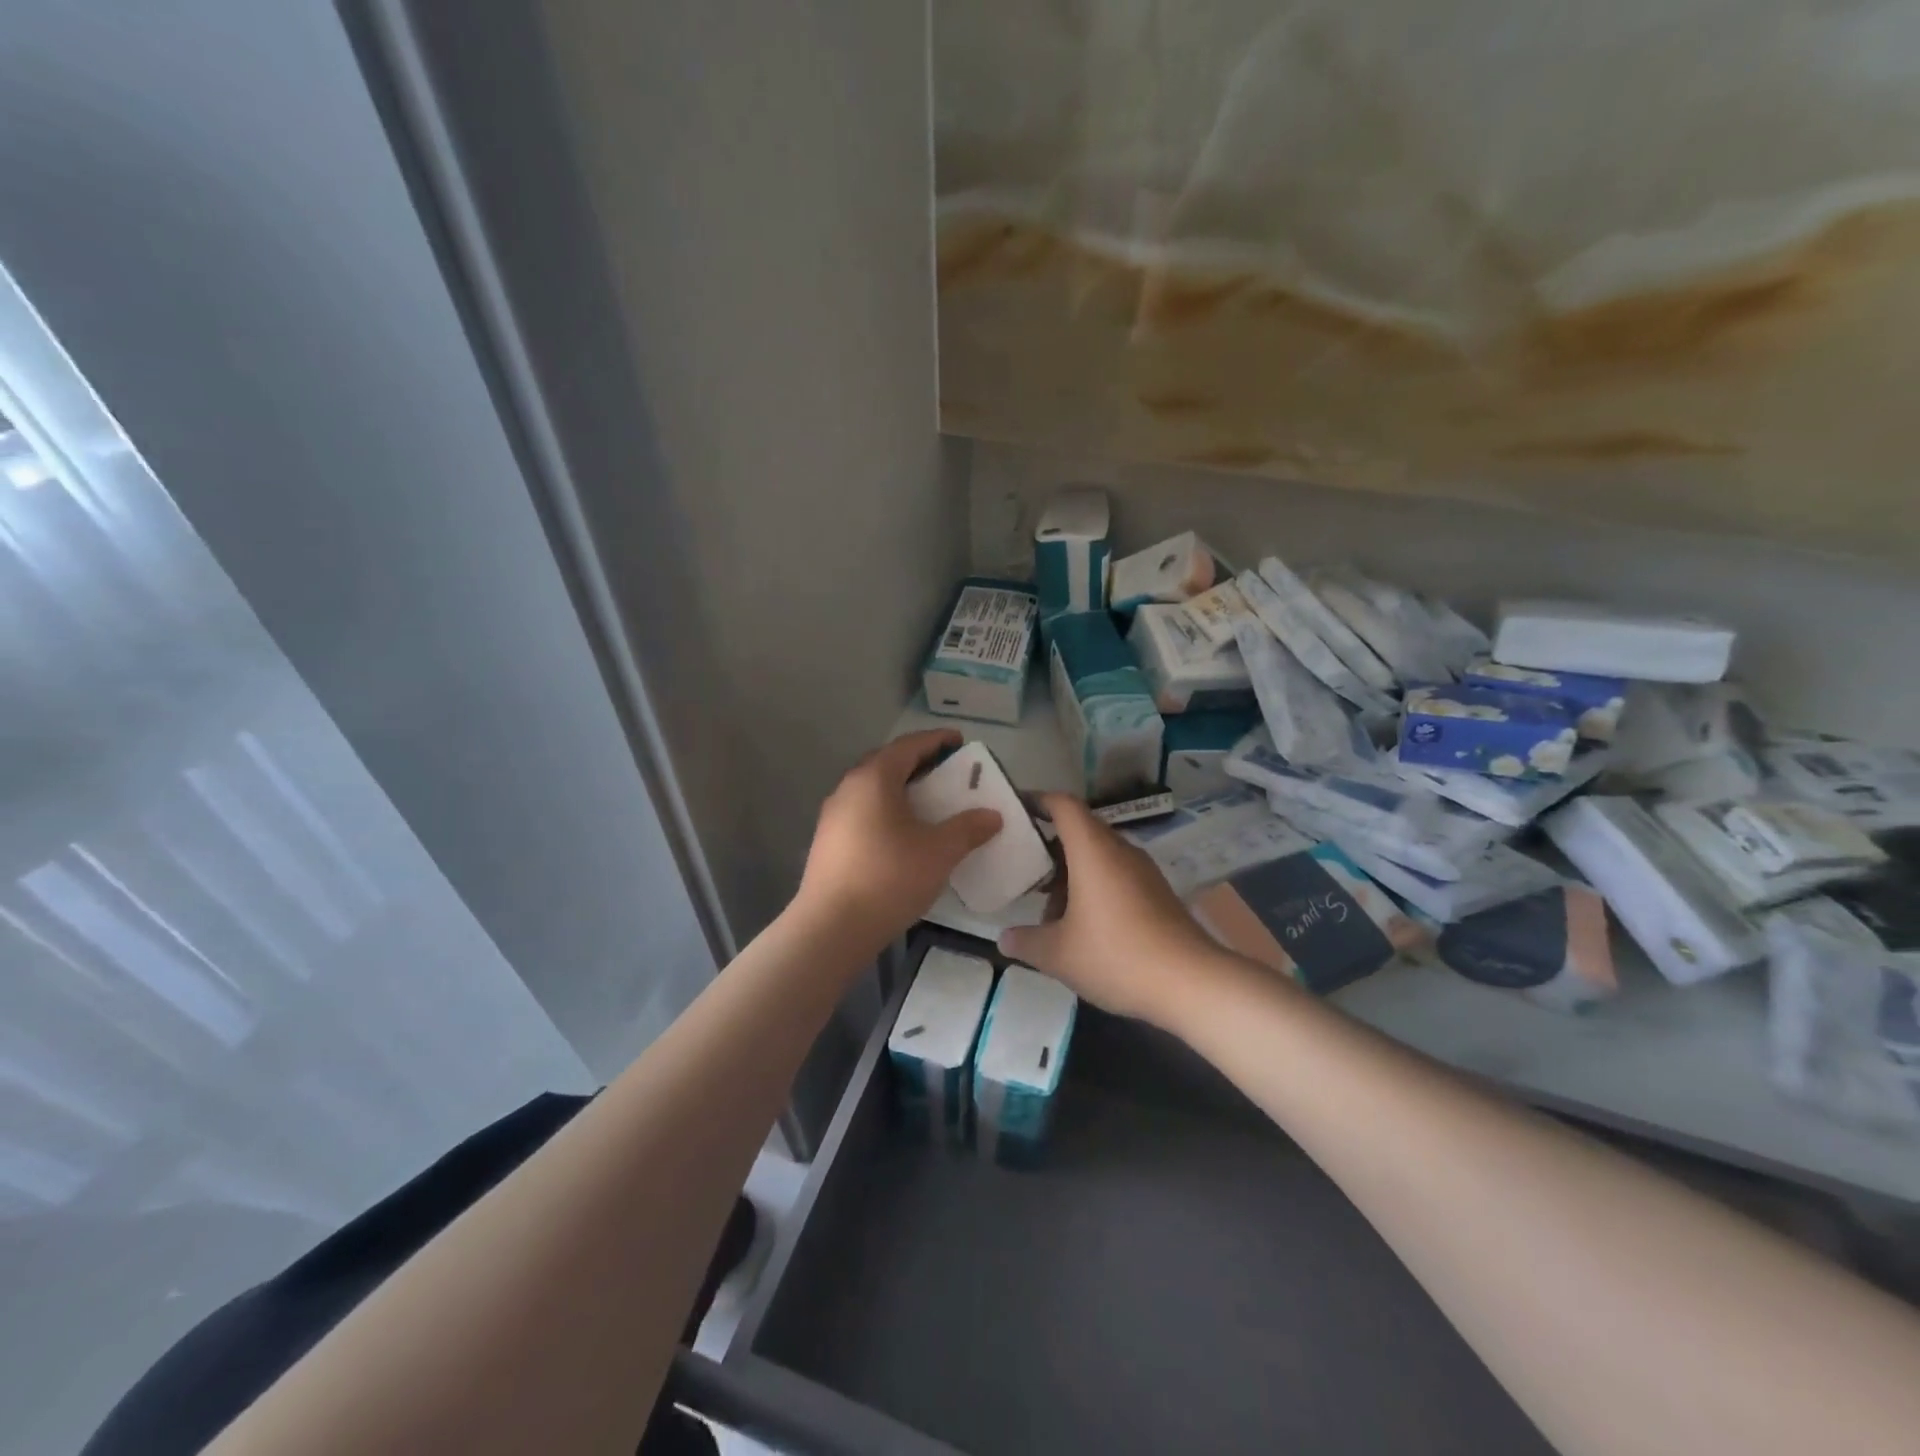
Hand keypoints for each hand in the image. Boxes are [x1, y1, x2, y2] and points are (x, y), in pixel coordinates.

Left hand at [797, 730, 1002, 947]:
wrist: (832, 927)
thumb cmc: (889, 878)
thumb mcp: (939, 852)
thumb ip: (968, 828)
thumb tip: (992, 815)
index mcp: (875, 778)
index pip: (909, 745)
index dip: (937, 740)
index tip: (960, 741)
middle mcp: (849, 787)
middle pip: (887, 763)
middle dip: (918, 763)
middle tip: (946, 773)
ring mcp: (833, 815)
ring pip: (873, 789)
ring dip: (901, 789)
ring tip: (928, 804)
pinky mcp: (828, 841)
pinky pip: (863, 811)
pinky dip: (887, 811)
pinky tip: (903, 834)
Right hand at [998, 794, 1226, 1027]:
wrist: (1192, 983)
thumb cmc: (1117, 956)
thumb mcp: (1059, 954)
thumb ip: (1026, 942)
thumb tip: (1004, 938)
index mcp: (1093, 850)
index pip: (1063, 805)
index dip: (1037, 800)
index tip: (1014, 810)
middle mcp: (1119, 850)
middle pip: (1079, 830)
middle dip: (1048, 846)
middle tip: (1021, 867)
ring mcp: (1142, 871)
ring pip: (1098, 856)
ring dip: (1070, 873)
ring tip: (1048, 909)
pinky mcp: (1157, 893)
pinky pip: (1116, 875)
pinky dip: (1093, 887)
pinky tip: (1082, 925)